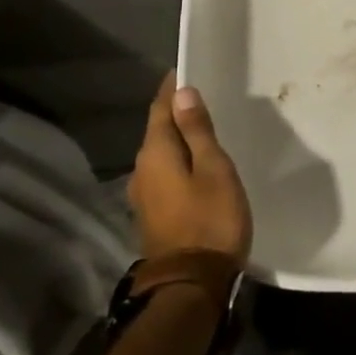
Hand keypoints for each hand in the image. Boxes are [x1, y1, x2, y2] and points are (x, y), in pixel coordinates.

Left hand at [129, 72, 252, 262]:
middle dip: (174, 111)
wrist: (192, 285)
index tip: (185, 69)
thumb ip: (197, 131)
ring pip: (160, 154)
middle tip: (200, 94)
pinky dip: (177, 159)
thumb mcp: (213, 169)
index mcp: (155, 154)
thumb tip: (183, 93)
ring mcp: (143, 196)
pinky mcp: (153, 214)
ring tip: (201, 126)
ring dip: (176, 137)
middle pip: (157, 130)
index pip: (159, 109)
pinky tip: (195, 162)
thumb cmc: (210, 219)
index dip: (171, 88)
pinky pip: (163, 173)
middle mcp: (141, 171)